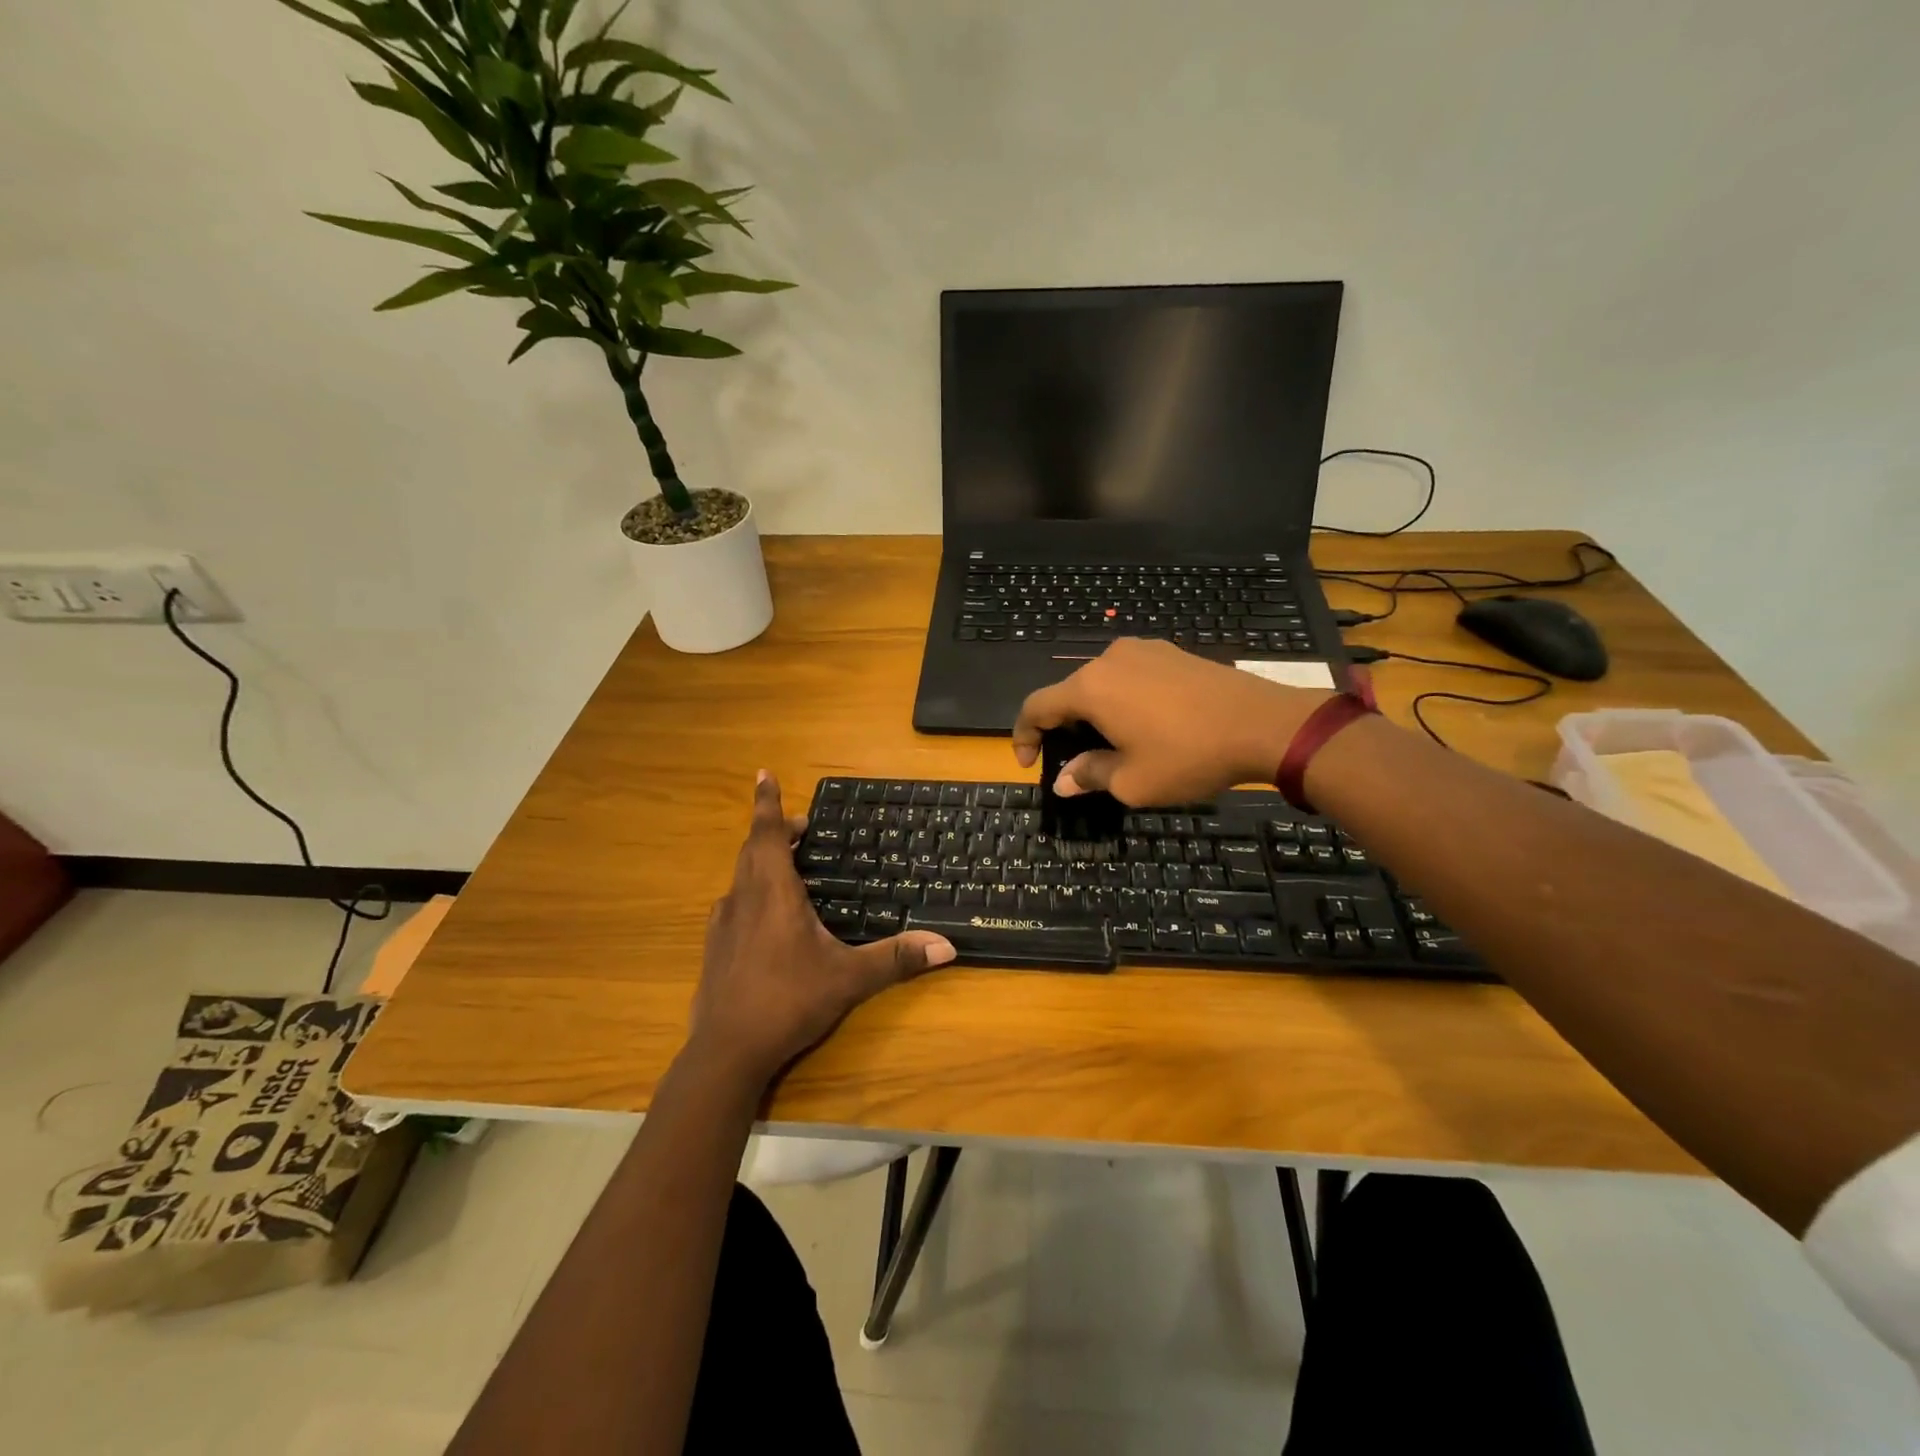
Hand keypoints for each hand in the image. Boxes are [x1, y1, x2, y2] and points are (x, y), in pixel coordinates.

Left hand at [687, 772, 955, 1087]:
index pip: (768, 833)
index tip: (763, 773)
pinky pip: (734, 902)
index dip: (767, 802)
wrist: (726, 1052)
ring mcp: (723, 923)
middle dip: (775, 831)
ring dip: (762, 860)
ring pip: (741, 875)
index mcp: (773, 892)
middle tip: (802, 829)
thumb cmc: (788, 1001)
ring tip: (788, 865)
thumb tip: (947, 946)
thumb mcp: (849, 978)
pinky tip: (766, 916)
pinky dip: (752, 891)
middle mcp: (743, 898)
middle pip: (754, 849)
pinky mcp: (714, 947)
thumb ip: (897, 959)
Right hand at [1012, 638, 1333, 803]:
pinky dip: (1122, 700)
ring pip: (1101, 683)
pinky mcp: (1171, 652)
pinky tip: (1145, 724)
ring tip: (1113, 745)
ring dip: (1095, 714)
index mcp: (1090, 687)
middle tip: (1076, 762)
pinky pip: (1130, 676)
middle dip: (1063, 728)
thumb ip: (1089, 775)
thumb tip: (1063, 780)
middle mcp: (1109, 659)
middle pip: (1069, 693)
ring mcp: (1143, 650)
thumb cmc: (1188, 756)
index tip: (1030, 763)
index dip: (1024, 735)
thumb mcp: (1132, 781)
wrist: (1263, 724)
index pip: (1036, 706)